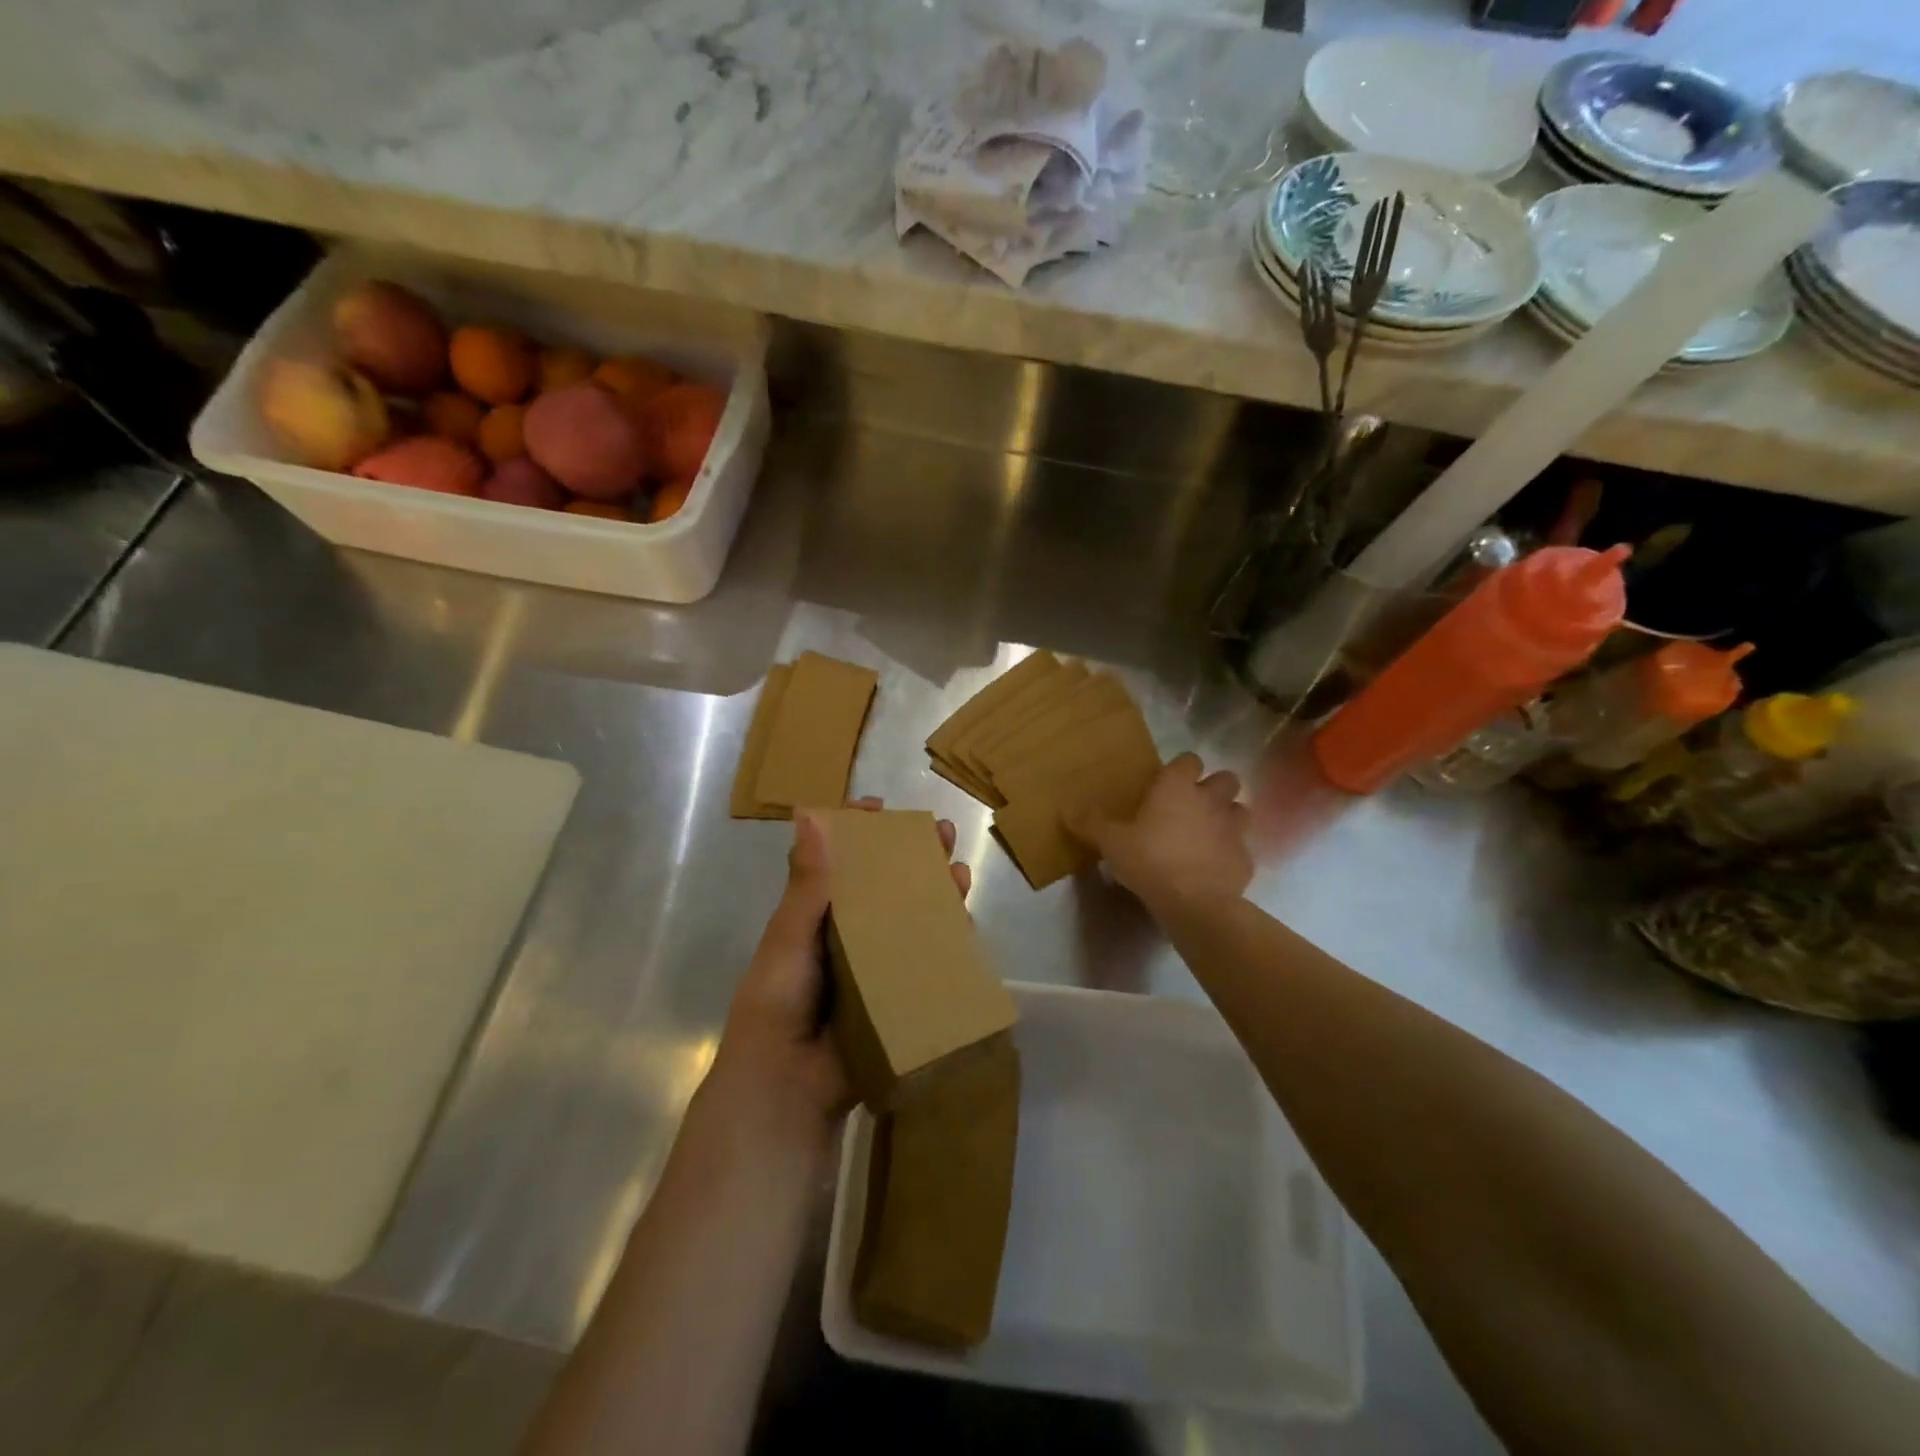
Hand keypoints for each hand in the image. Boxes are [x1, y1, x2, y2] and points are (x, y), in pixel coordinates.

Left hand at [706, 799, 970, 1149]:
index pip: (837, 863)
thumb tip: (811, 815)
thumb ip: (806, 885)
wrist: (790, 1088)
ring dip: (935, 891)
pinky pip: (926, 960)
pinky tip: (966, 920)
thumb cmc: (778, 1004)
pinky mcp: (898, 994)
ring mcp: (875, 964)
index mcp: (814, 916)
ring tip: (959, 868)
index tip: (878, 808)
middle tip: (940, 832)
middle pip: (883, 885)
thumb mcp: (788, 939)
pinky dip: (946, 939)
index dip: (856, 832)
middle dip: (911, 856)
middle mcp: (847, 934)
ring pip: (910, 917)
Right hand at [1067, 753, 1251, 915]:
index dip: (1180, 768)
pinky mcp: (1246, 859)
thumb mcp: (1111, 842)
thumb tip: (1066, 809)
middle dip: (1214, 788)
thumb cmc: (1150, 860)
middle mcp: (1211, 800)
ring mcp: (1234, 829)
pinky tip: (1214, 868)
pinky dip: (1230, 854)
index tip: (1167, 782)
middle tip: (1192, 806)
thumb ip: (1091, 823)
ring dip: (1227, 817)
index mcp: (1177, 787)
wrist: (1195, 903)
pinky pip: (1241, 848)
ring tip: (1208, 834)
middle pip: (1226, 778)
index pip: (1188, 759)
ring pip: (1240, 810)